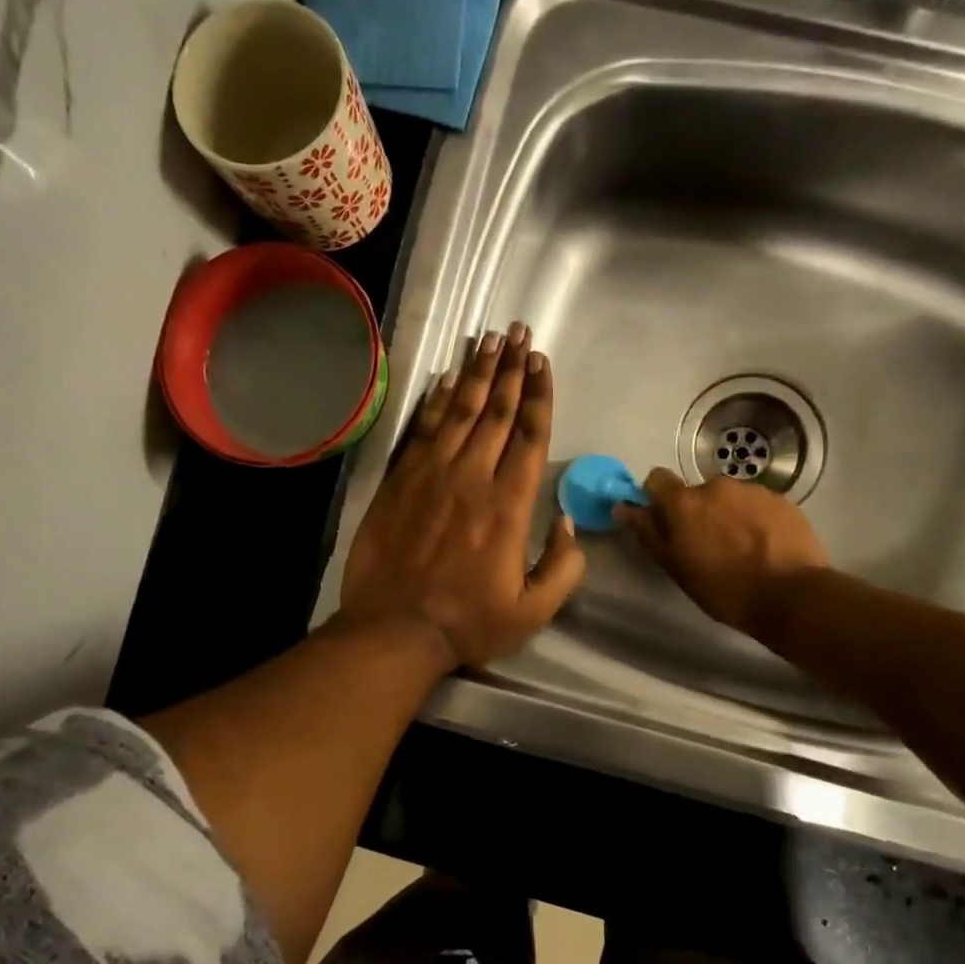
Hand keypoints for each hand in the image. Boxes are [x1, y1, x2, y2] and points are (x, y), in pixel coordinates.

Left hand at [337, 323, 584, 668]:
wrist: (394, 631)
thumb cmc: (469, 623)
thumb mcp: (533, 610)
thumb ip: (563, 566)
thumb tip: (570, 523)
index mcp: (508, 506)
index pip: (529, 436)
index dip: (538, 396)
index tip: (541, 362)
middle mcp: (471, 478)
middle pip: (495, 412)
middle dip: (510, 369)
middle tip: (518, 332)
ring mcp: (431, 475)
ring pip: (459, 412)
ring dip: (475, 374)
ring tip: (488, 340)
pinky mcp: (399, 482)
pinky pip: (422, 431)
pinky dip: (435, 403)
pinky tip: (445, 380)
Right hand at [615, 467, 827, 634]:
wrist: (791, 596)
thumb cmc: (723, 588)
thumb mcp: (675, 567)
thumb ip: (648, 532)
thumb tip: (623, 507)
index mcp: (685, 502)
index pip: (657, 479)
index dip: (658, 498)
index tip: (665, 522)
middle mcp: (717, 485)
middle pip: (697, 492)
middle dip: (699, 512)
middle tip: (708, 546)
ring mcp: (753, 490)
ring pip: (730, 498)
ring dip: (728, 515)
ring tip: (742, 549)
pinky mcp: (782, 501)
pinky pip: (758, 505)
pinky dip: (756, 520)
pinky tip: (765, 547)